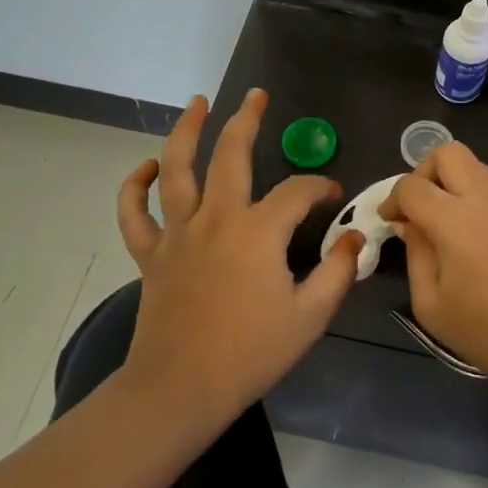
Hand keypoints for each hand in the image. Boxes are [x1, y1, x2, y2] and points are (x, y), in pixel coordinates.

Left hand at [116, 90, 361, 426]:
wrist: (180, 390)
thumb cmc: (250, 354)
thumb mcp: (310, 317)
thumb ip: (337, 271)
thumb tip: (353, 237)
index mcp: (258, 231)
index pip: (296, 191)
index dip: (319, 187)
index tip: (332, 195)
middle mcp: (216, 218)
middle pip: (231, 154)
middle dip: (246, 120)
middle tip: (256, 96)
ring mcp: (178, 233)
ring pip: (176, 169)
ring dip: (186, 131)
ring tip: (197, 104)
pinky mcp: (150, 254)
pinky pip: (134, 213)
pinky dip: (135, 187)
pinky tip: (147, 167)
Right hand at [380, 143, 487, 411]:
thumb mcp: (431, 305)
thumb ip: (415, 255)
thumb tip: (409, 225)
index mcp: (454, 219)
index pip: (411, 186)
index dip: (392, 199)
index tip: (388, 221)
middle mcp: (482, 198)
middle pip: (447, 153)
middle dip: (423, 172)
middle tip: (416, 206)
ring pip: (473, 163)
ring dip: (450, 179)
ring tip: (440, 217)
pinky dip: (471, 192)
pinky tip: (466, 229)